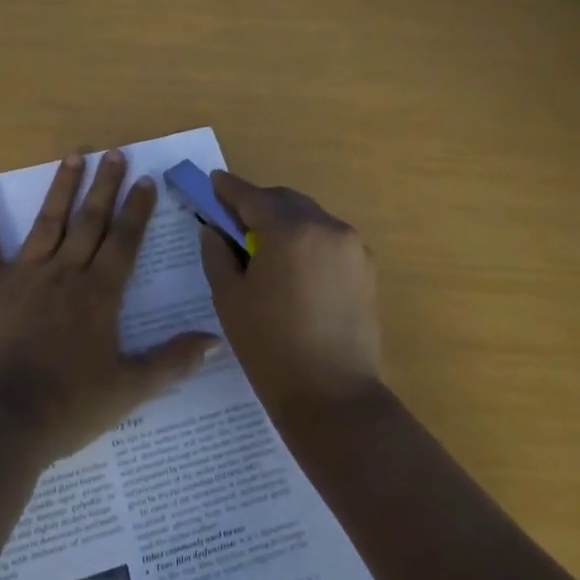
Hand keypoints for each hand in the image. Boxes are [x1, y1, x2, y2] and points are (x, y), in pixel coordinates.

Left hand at [0, 149, 218, 463]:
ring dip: (62, 187)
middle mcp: (64, 274)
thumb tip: (215, 340)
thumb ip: (172, 362)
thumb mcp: (129, 389)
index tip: (145, 180)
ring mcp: (23, 276)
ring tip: (74, 155)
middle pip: (90, 221)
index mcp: (99, 295)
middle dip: (105, 186)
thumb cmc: (68, 408)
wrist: (0, 422)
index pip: (124, 242)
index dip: (136, 209)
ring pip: (47, 222)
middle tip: (114, 153)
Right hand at [198, 171, 385, 418]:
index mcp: (289, 231)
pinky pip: (329, 240)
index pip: (252, 196)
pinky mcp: (366, 269)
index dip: (228, 188)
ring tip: (263, 246)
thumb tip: (213, 229)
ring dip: (284, 222)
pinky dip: (307, 241)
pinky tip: (293, 268)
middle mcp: (326, 227)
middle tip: (233, 219)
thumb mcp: (230, 298)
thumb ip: (217, 254)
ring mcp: (352, 247)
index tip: (213, 182)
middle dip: (258, 204)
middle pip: (285, 201)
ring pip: (310, 218)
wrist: (333, 397)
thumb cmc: (270, 347)